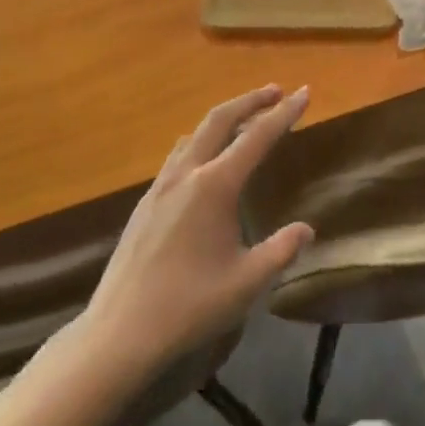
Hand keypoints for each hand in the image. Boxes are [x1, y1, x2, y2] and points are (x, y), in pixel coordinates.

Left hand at [44, 86, 314, 387]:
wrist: (118, 334)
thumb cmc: (188, 307)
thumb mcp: (246, 283)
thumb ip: (280, 250)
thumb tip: (306, 229)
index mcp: (214, 186)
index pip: (257, 137)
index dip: (284, 113)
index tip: (304, 92)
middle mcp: (186, 174)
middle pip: (220, 119)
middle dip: (250, 101)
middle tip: (276, 91)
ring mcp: (160, 186)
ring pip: (195, 134)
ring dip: (224, 119)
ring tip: (245, 121)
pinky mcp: (145, 204)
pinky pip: (178, 156)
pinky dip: (201, 141)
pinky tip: (205, 162)